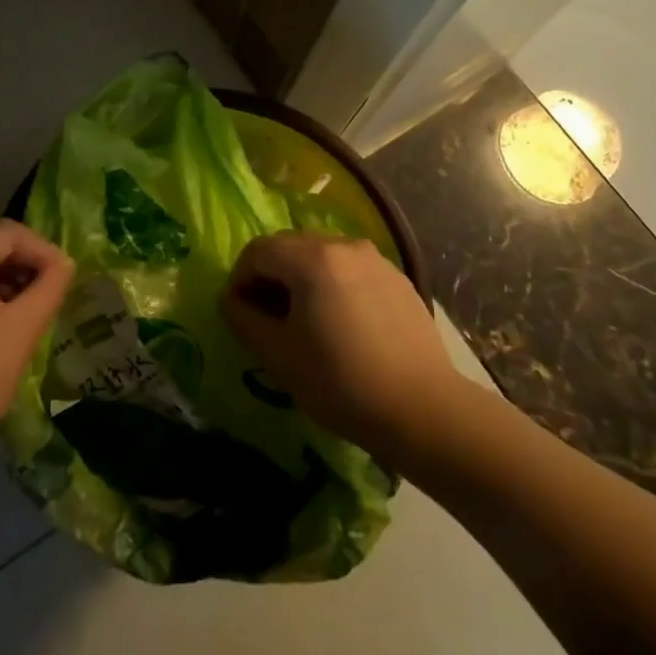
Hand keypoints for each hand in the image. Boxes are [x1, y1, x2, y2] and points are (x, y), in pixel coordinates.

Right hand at [221, 233, 458, 457]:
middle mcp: (343, 244)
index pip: (258, 251)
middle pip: (290, 247)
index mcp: (311, 257)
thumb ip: (244, 319)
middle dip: (271, 277)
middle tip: (268, 320)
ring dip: (303, 281)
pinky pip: (352, 271)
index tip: (240, 314)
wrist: (424, 410)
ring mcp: (375, 259)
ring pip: (322, 257)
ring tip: (306, 323)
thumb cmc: (341, 382)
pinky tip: (343, 326)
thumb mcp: (278, 356)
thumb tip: (231, 299)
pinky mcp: (398, 279)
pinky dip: (335, 287)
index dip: (240, 279)